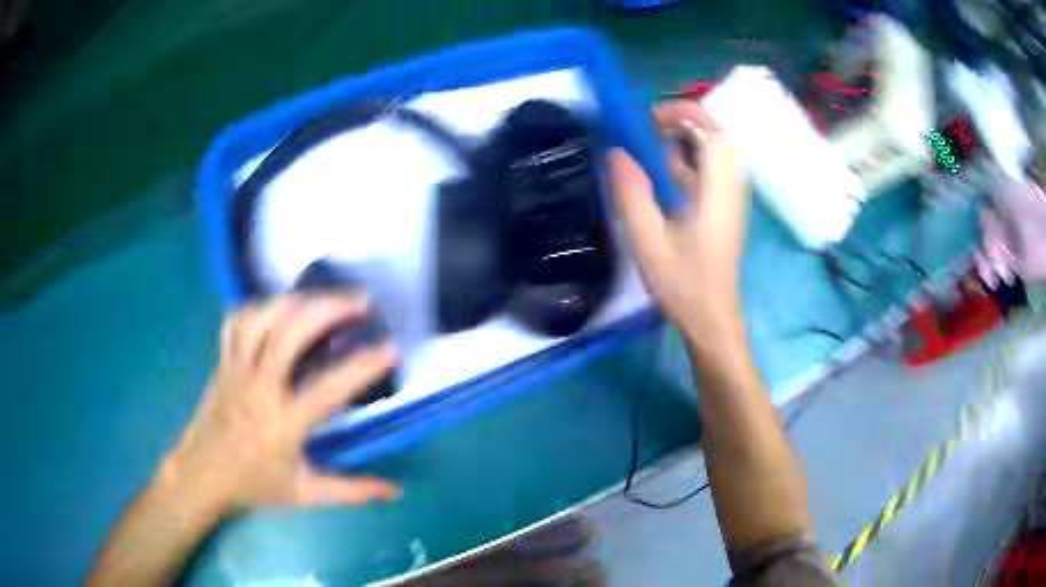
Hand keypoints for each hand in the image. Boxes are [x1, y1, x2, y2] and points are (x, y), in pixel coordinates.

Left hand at [159, 294, 400, 513]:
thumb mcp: (305, 495)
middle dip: (327, 309)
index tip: (391, 349)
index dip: (361, 367)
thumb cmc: (254, 485)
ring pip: (261, 319)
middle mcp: (257, 390)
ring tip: (326, 298)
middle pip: (287, 335)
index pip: (325, 390)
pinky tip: (281, 309)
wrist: (202, 474)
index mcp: (280, 427)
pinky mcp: (223, 361)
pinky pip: (237, 322)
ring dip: (298, 301)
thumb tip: (395, 490)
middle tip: (360, 301)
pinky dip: (261, 307)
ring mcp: (235, 370)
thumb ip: (351, 492)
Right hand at [608, 101, 748, 341]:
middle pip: (719, 136)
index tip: (651, 117)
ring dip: (689, 139)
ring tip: (654, 145)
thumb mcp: (648, 241)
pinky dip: (692, 159)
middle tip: (651, 127)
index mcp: (717, 193)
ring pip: (718, 151)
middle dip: (687, 121)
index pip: (713, 134)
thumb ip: (632, 193)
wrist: (712, 319)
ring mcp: (732, 199)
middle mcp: (731, 189)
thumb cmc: (683, 285)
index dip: (685, 114)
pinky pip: (714, 169)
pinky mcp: (727, 209)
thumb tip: (616, 152)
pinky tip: (667, 174)